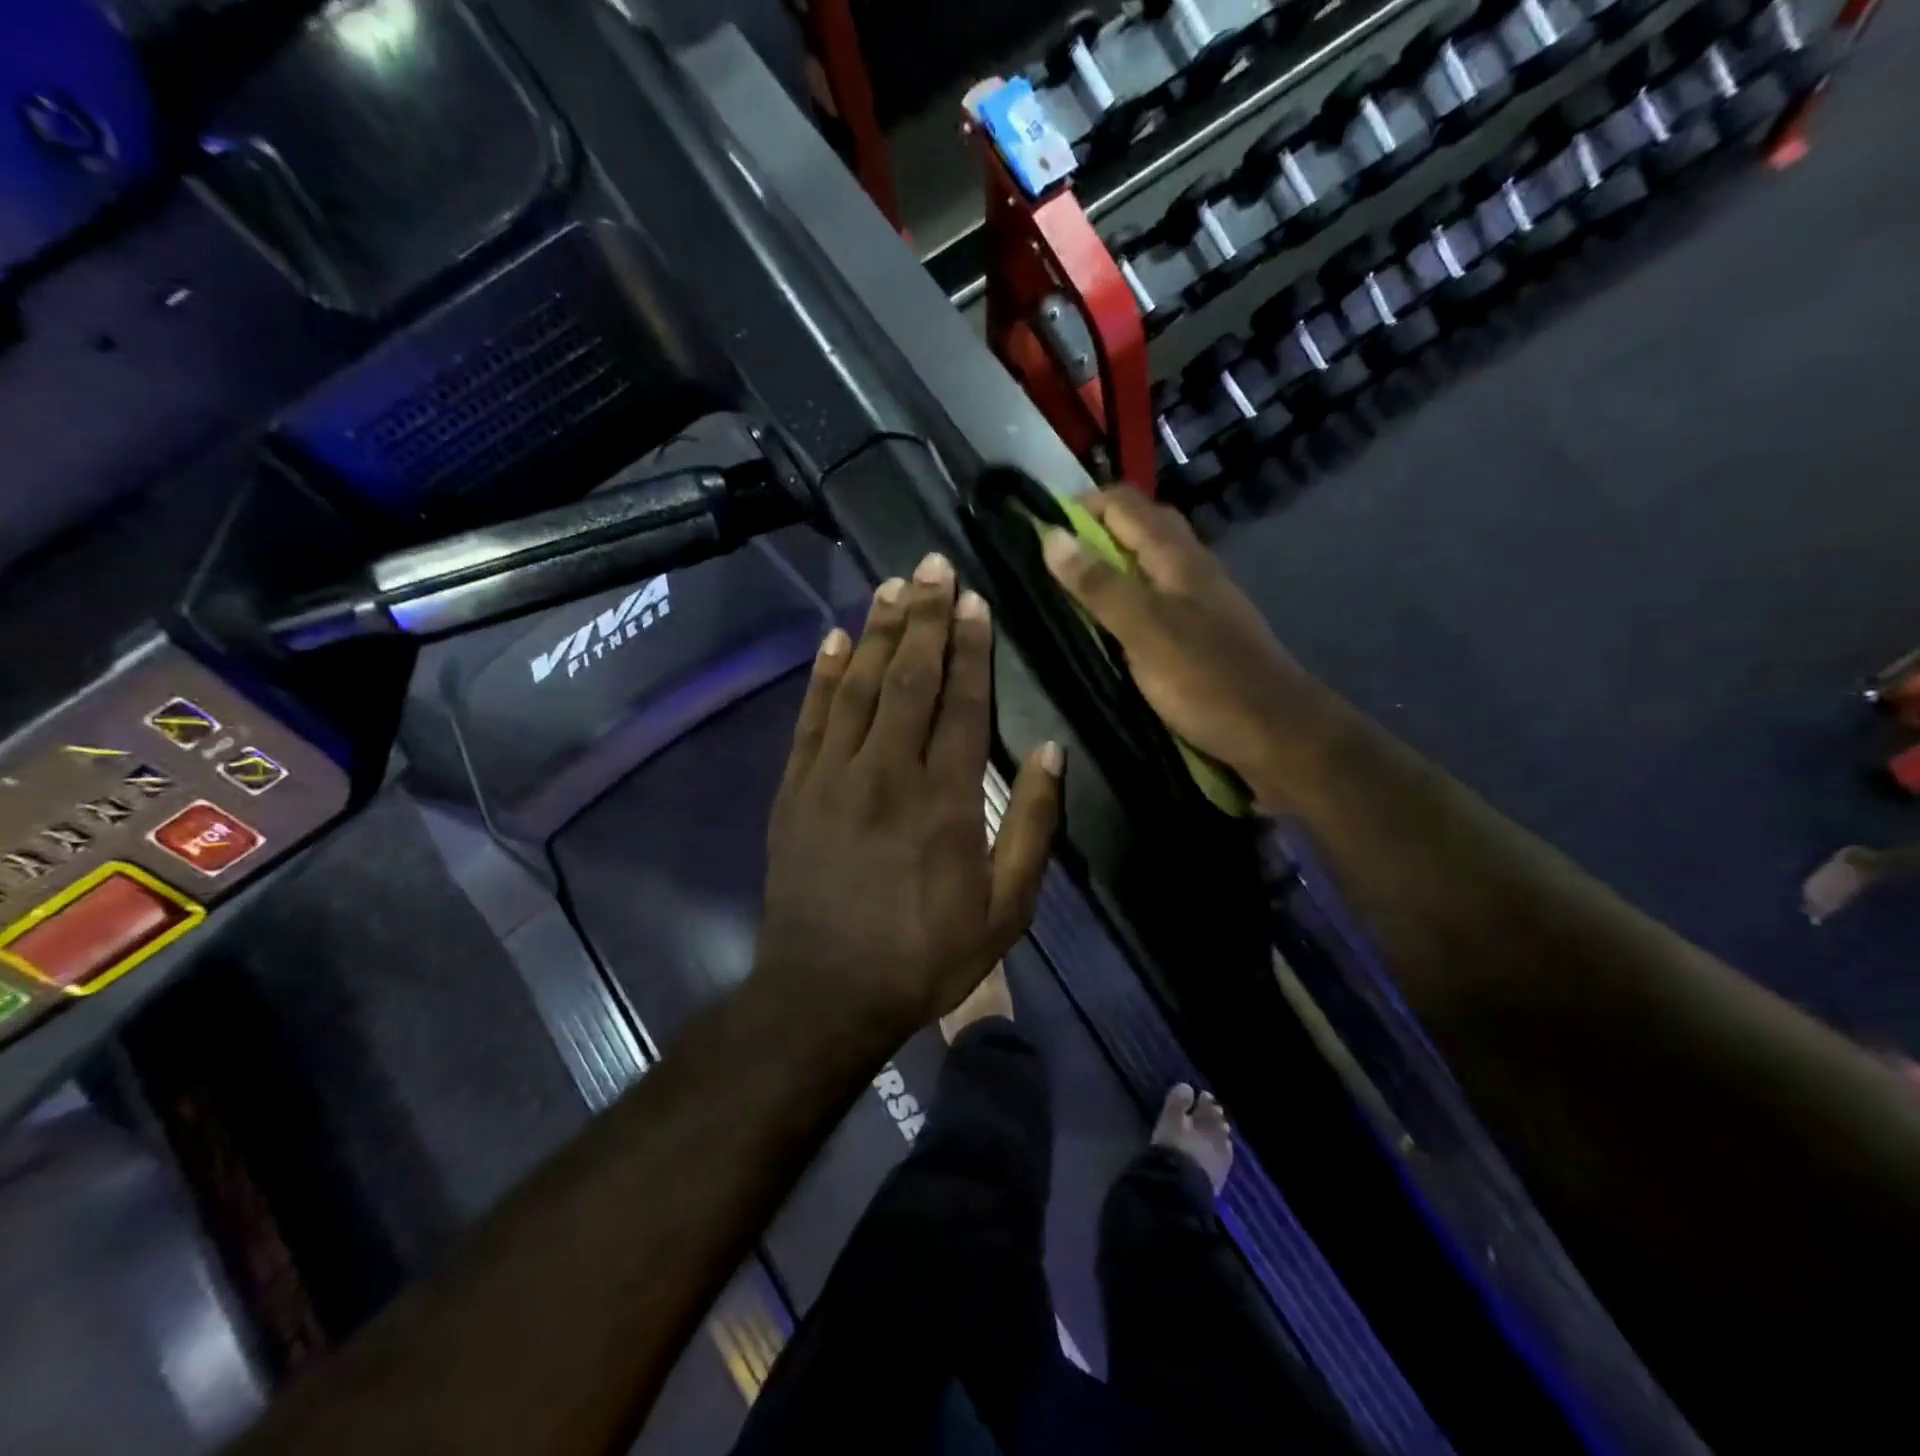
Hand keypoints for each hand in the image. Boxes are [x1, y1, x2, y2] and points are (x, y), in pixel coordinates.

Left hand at [760, 552, 1062, 1037]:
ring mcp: (832, 776)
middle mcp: (886, 771)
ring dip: (876, 630)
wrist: (826, 993)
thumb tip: (1049, 750)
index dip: (971, 647)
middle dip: (924, 616)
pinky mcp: (795, 789)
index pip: (961, 702)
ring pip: (857, 685)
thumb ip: (1031, 825)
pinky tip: (833, 639)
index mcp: (944, 797)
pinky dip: (822, 675)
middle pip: (908, 677)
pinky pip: (810, 718)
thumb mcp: (1006, 908)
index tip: (976, 600)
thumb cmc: (926, 954)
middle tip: (934, 564)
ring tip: (892, 584)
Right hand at [1040, 489, 1325, 807]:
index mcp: (1178, 558)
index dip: (1081, 506)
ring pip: (1150, 566)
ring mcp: (1201, 603)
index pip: (1125, 504)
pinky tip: (1110, 628)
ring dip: (1112, 568)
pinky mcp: (1202, 635)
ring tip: (1070, 592)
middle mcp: (1192, 569)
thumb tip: (1051, 536)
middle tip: (1052, 562)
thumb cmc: (1207, 680)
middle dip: (1095, 533)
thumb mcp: (1145, 630)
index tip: (1039, 530)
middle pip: (1141, 529)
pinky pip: (1158, 600)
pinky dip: (1129, 601)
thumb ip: (1099, 585)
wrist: (1277, 735)